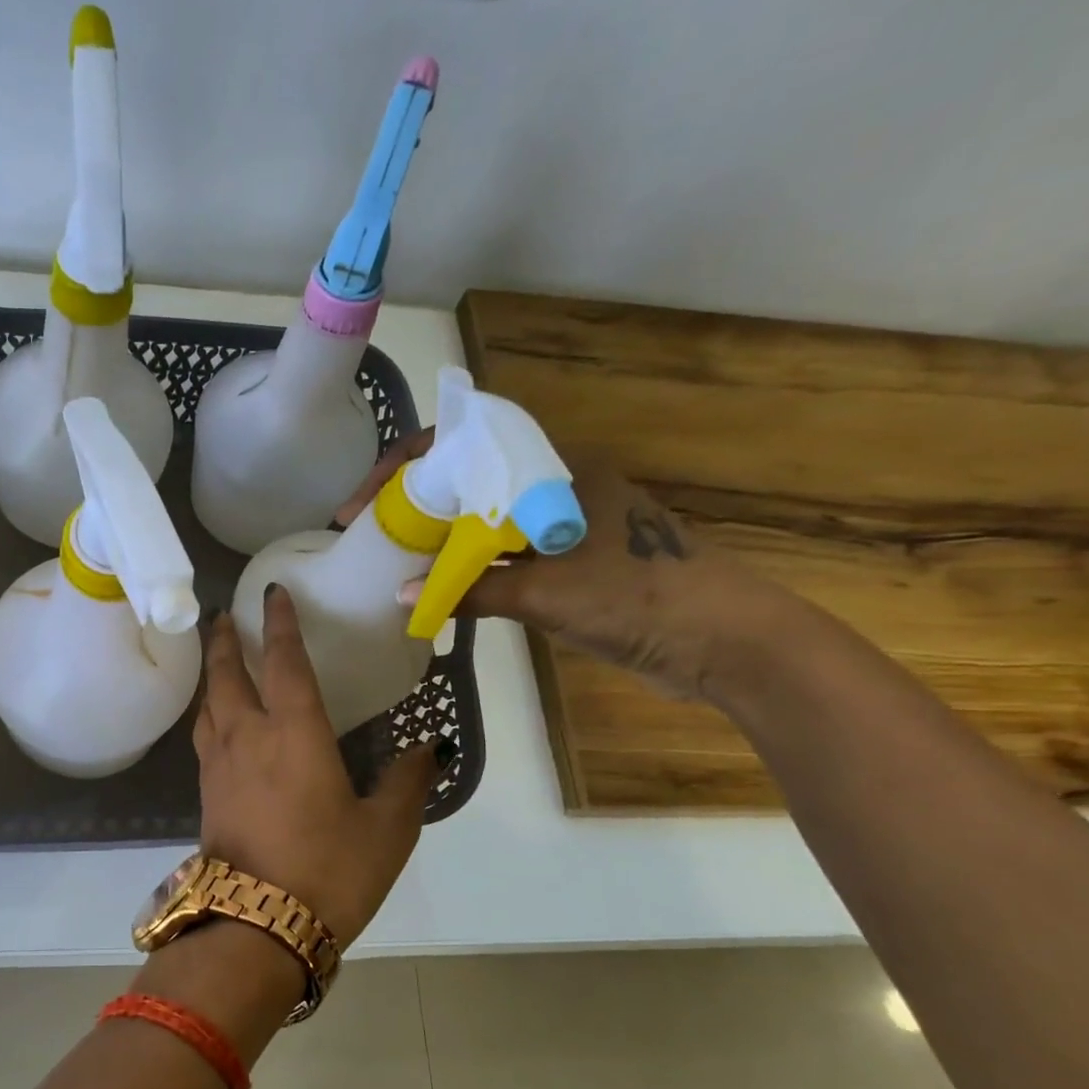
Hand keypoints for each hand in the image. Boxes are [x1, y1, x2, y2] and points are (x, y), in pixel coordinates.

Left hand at [193, 588, 442, 946]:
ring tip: (218, 659)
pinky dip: (208, 711)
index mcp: (294, 733)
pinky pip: (203, 735)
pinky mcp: (206, 793)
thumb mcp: (386, 830)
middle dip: (226, 640)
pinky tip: (216, 720)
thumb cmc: (328, 871)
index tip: (273, 593)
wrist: (256, 926)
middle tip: (224, 615)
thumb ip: (406, 783)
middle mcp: (248, 737)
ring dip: (212, 673)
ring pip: (209, 703)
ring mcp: (220, 765)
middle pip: (228, 674)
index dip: (281, 624)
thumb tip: (428, 750)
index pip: (285, 662)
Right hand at [337, 434, 779, 703]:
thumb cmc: (639, 597)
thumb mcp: (548, 591)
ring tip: (391, 558)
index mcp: (554, 471)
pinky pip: (499, 557)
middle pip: (467, 482)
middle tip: (369, 531)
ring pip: (481, 521)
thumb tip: (402, 596)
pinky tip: (436, 587)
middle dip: (415, 503)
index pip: (466, 447)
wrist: (722, 642)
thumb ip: (472, 591)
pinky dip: (465, 569)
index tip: (365, 501)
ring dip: (439, 538)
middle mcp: (554, 490)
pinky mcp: (566, 564)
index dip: (407, 467)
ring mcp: (560, 528)